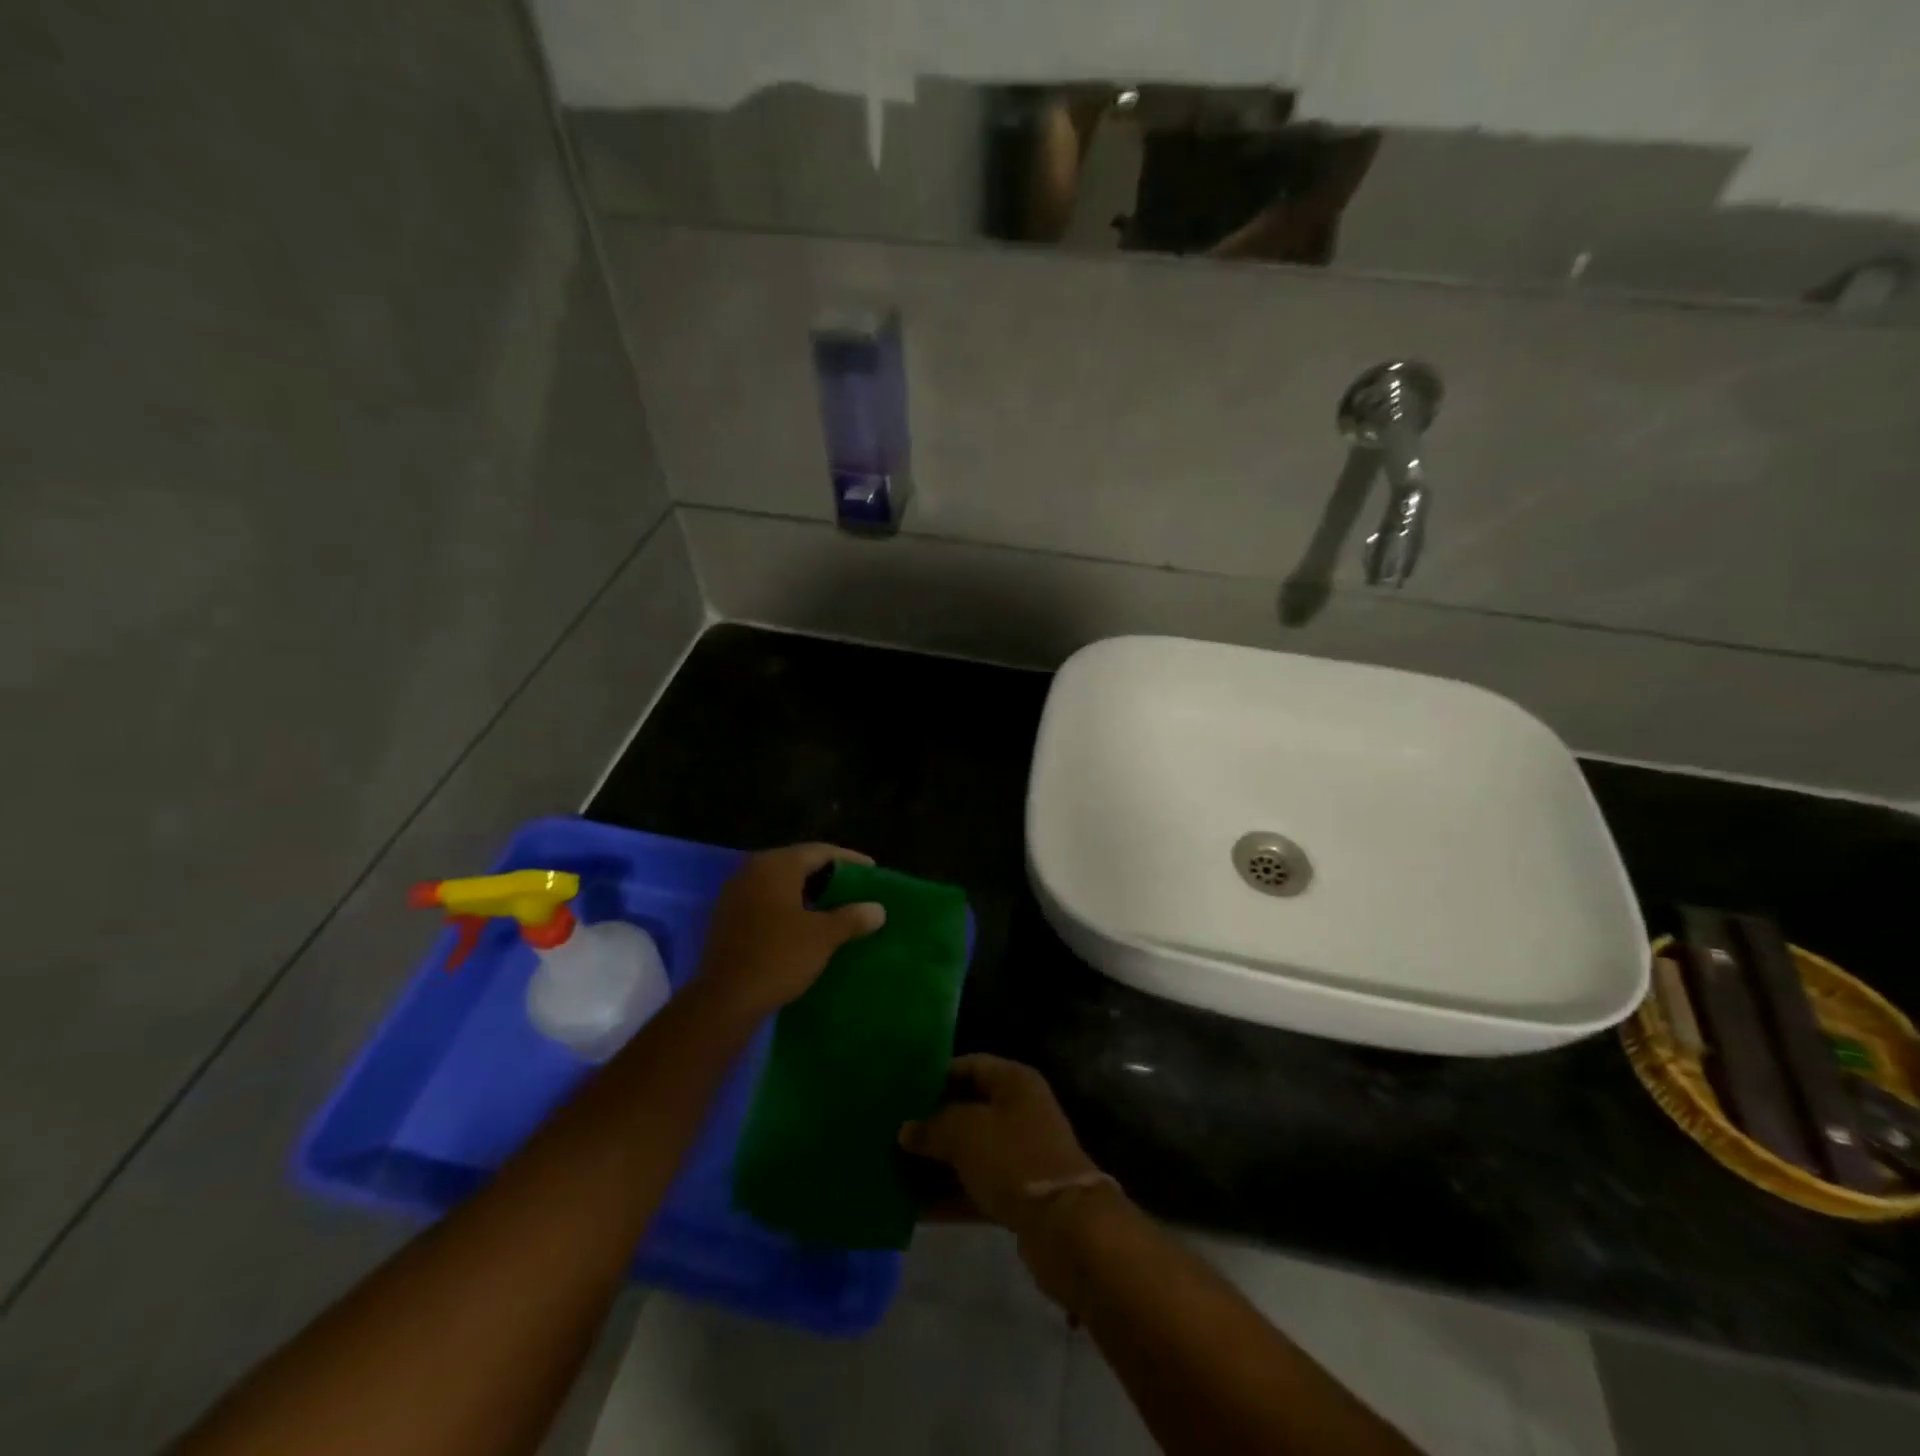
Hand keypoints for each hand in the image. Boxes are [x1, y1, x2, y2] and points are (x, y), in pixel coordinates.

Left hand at [696, 844, 884, 1017]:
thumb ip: (853, 917)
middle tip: (856, 890)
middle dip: (828, 876)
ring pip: (781, 884)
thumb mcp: (824, 936)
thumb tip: (878, 909)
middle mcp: (752, 871)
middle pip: (798, 864)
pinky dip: (788, 908)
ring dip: (808, 893)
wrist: (725, 1000)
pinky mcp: (727, 919)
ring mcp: (735, 894)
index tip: (872, 872)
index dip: (850, 860)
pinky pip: (766, 902)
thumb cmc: (778, 957)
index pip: (820, 851)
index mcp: (776, 865)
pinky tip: (805, 926)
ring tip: (836, 908)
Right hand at [898, 1055, 1103, 1234]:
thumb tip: (906, 1130)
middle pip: (968, 1110)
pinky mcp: (1019, 1193)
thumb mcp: (964, 1132)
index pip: (969, 1066)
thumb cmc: (1012, 1158)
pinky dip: (949, 1196)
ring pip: (970, 1152)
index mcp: (1014, 1081)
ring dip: (936, 1163)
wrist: (1065, 1225)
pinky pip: (976, 1186)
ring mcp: (1021, 1154)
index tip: (902, 1091)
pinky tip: (914, 1208)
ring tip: (895, 1170)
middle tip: (892, 1133)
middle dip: (932, 1124)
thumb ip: (931, 1127)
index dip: (936, 1076)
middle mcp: (1020, 1110)